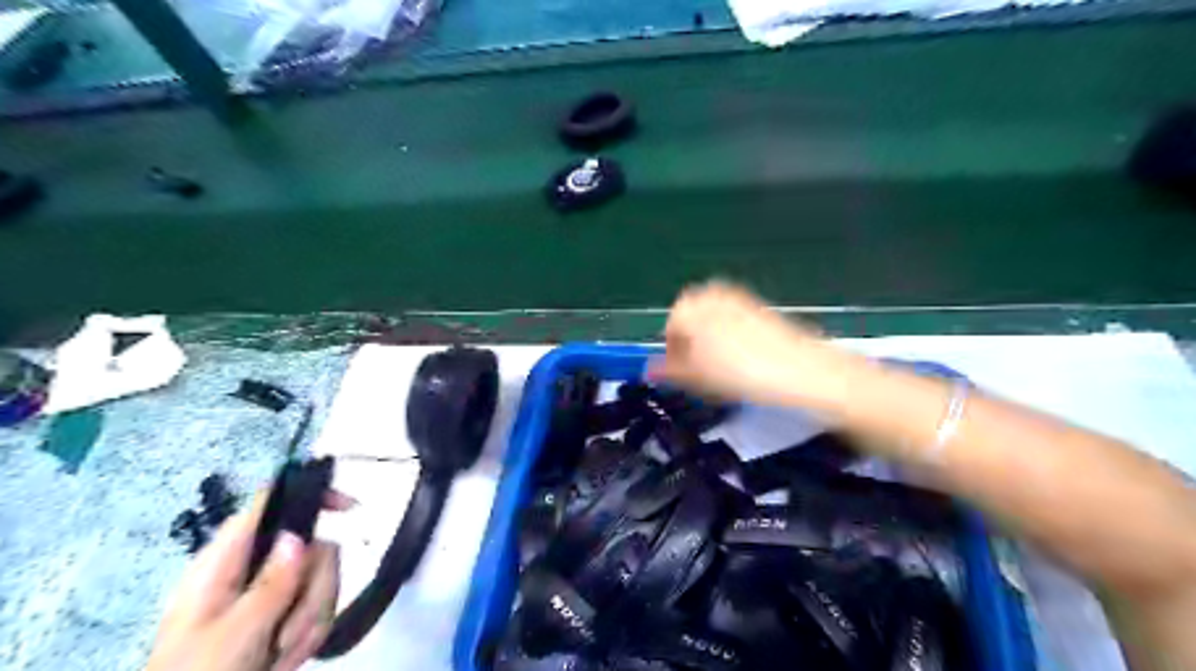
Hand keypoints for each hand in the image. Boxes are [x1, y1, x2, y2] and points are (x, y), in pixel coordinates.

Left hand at [145, 489, 349, 669]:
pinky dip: (310, 636)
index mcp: (224, 563)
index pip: (271, 504)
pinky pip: (319, 608)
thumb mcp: (233, 636)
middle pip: (312, 548)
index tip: (349, 509)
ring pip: (322, 580)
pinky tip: (286, 661)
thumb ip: (270, 585)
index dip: (311, 496)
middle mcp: (250, 570)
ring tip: (281, 656)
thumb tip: (297, 534)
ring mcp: (266, 594)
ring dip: (311, 620)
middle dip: (314, 592)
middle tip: (289, 634)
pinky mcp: (279, 617)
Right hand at [646, 277, 849, 404]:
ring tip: (722, 370)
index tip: (681, 376)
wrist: (801, 370)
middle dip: (691, 344)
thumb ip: (669, 371)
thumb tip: (649, 370)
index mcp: (689, 307)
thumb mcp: (697, 376)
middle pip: (690, 321)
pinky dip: (731, 340)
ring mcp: (738, 299)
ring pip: (713, 322)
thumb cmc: (741, 373)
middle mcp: (711, 295)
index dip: (672, 354)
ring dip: (710, 342)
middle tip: (700, 373)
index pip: (669, 328)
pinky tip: (743, 362)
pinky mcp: (760, 309)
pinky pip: (734, 323)